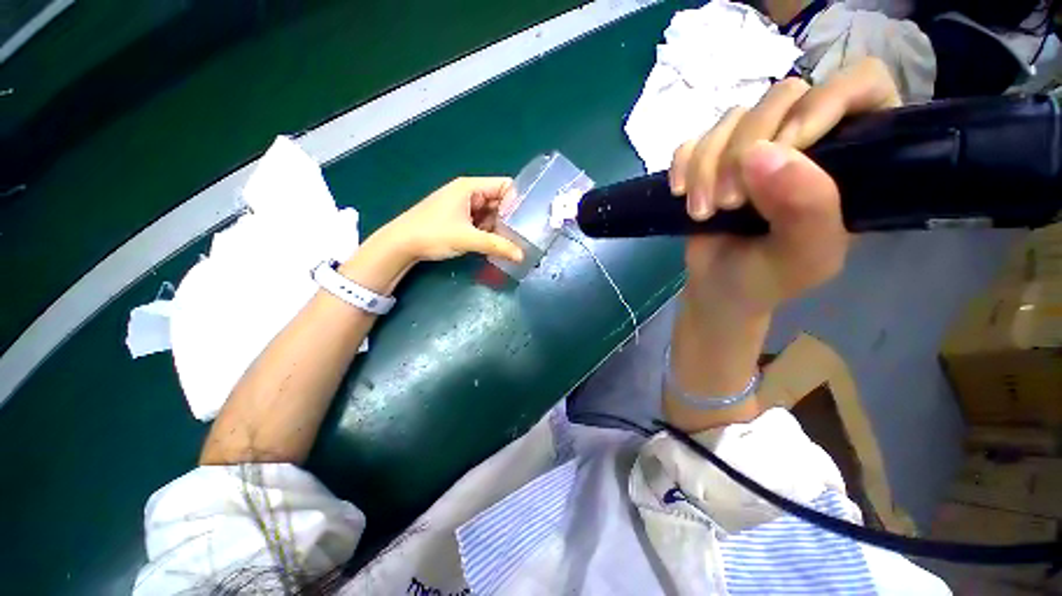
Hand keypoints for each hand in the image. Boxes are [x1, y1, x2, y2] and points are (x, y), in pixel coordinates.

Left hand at [379, 177, 524, 263]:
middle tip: (522, 237)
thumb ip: (497, 246)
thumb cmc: (433, 233)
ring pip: (491, 214)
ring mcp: (463, 206)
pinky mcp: (459, 219)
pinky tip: (495, 245)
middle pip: (499, 201)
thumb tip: (522, 256)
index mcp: (470, 187)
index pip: (504, 186)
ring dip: (499, 228)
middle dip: (510, 218)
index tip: (524, 222)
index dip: (517, 202)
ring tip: (511, 244)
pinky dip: (489, 232)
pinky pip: (481, 222)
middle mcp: (469, 193)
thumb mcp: (468, 239)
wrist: (400, 244)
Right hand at [669, 58, 900, 316]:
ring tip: (702, 212)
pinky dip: (682, 164)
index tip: (787, 146)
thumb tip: (761, 151)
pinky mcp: (713, 158)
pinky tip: (680, 193)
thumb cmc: (767, 279)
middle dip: (745, 150)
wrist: (716, 289)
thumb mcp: (803, 258)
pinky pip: (693, 139)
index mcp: (852, 159)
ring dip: (706, 166)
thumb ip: (806, 209)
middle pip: (784, 96)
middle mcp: (806, 141)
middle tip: (730, 202)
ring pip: (732, 118)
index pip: (862, 85)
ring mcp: (754, 147)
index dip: (826, 102)